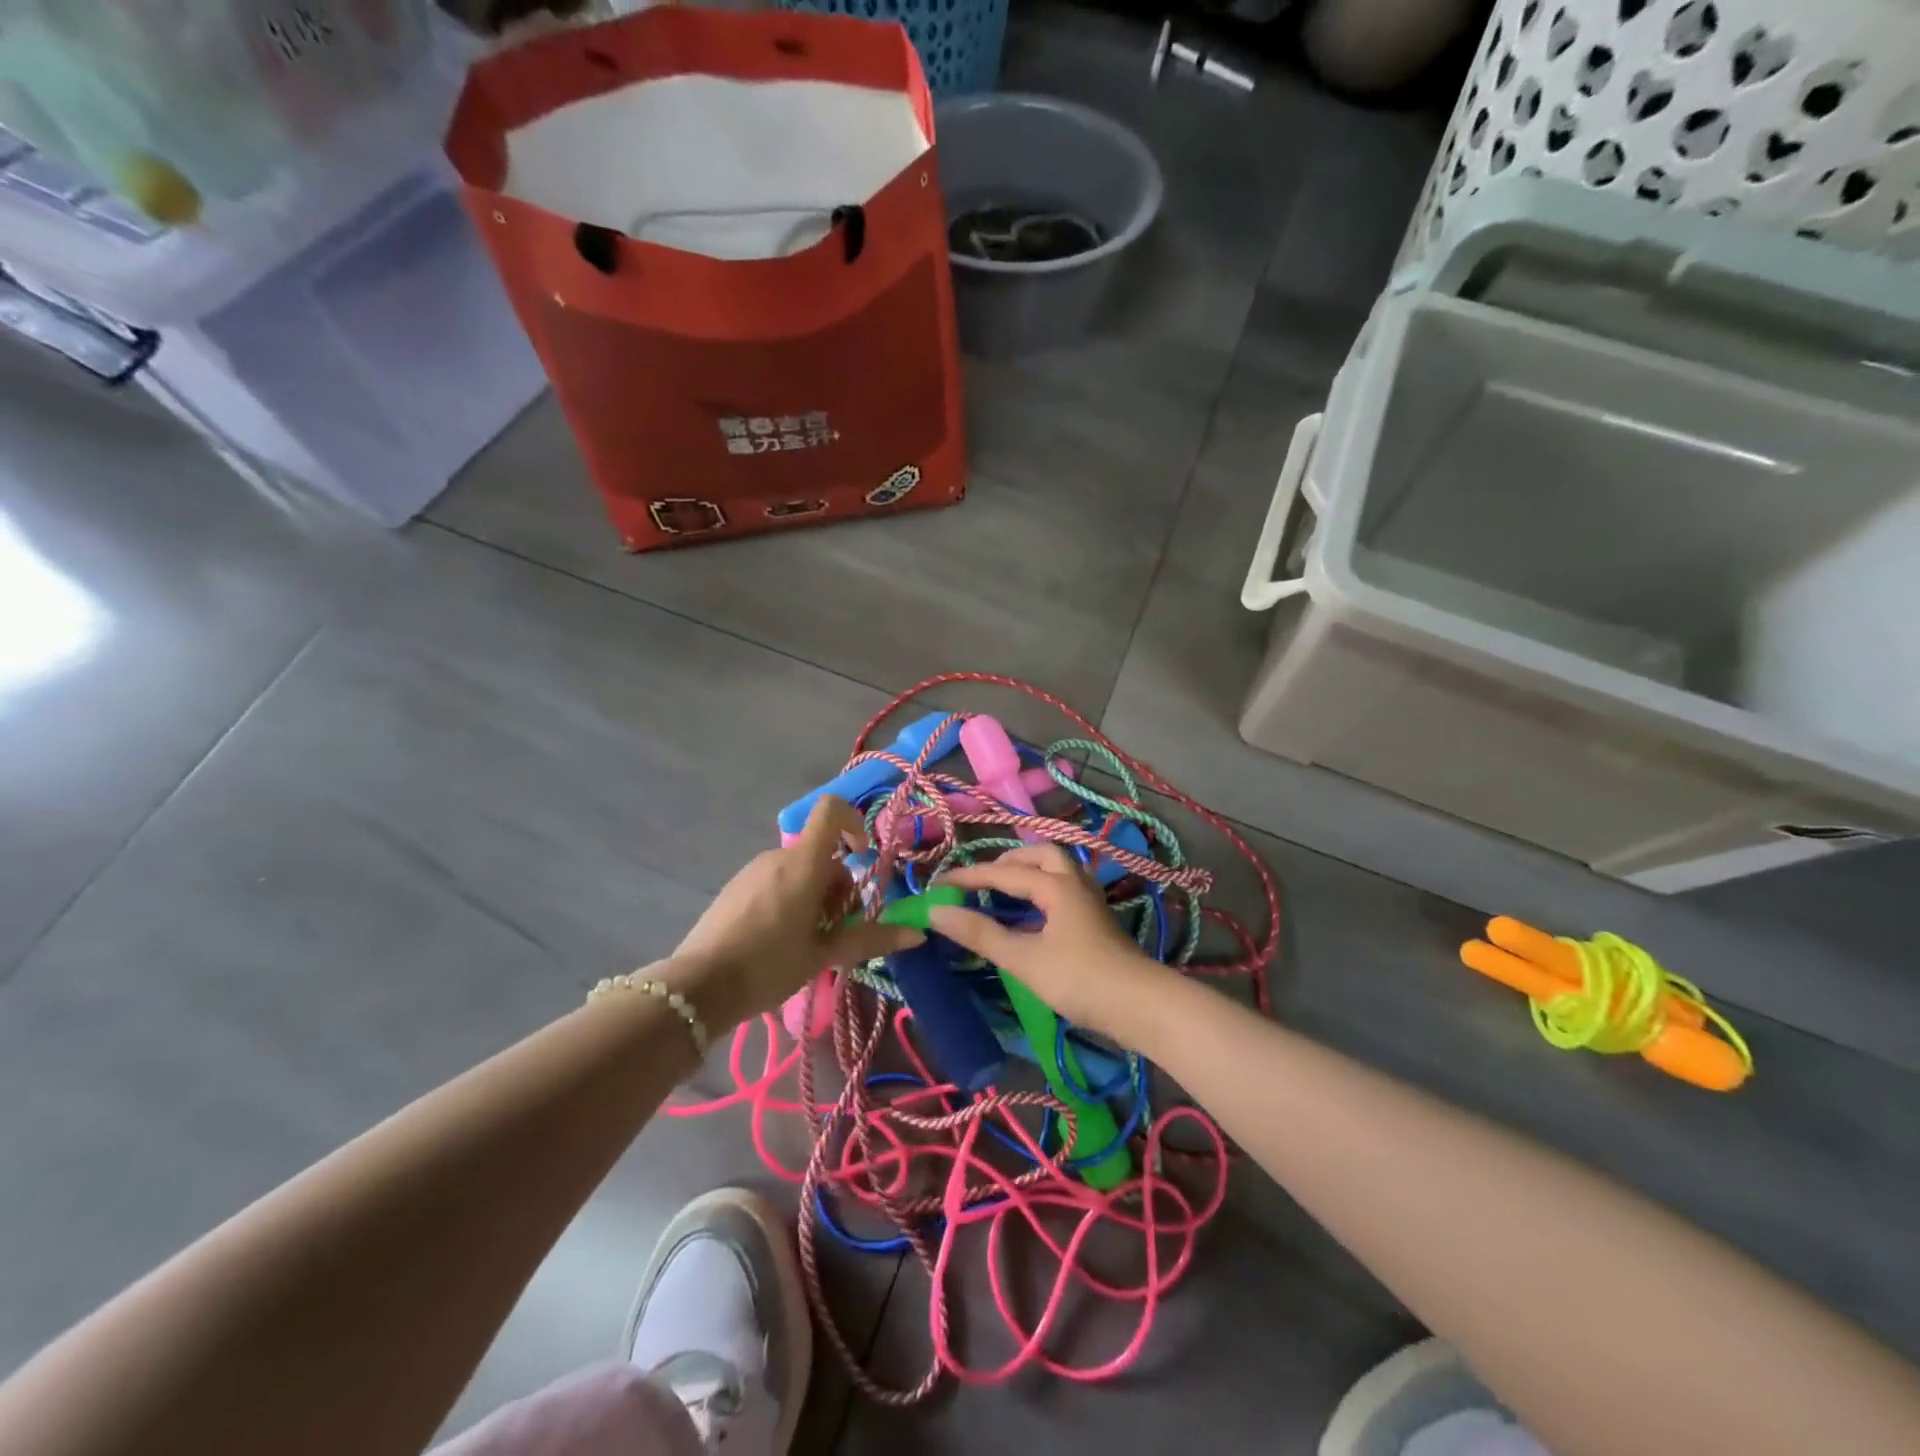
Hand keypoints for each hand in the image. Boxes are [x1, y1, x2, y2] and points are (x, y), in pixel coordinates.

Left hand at [666, 797, 921, 1029]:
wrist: (698, 988)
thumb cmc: (769, 966)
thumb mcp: (823, 955)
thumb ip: (870, 939)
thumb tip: (917, 933)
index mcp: (803, 864)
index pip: (831, 810)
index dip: (854, 822)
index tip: (863, 858)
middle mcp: (778, 857)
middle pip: (822, 853)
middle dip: (839, 886)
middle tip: (838, 930)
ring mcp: (753, 871)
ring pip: (799, 870)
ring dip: (815, 896)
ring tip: (810, 941)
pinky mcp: (736, 888)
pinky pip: (776, 881)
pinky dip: (790, 899)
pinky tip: (781, 941)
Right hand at [928, 843, 1174, 1045]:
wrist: (1139, 1006)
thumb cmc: (1079, 979)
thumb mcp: (1023, 959)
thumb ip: (980, 933)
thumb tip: (937, 912)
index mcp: (1055, 884)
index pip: (1002, 873)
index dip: (968, 877)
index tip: (936, 886)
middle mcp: (1074, 881)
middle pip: (1038, 855)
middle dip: (1005, 863)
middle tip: (979, 881)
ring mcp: (1089, 899)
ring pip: (1055, 869)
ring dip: (1026, 872)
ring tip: (1002, 892)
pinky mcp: (1095, 919)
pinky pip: (1062, 888)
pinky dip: (1040, 889)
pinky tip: (1031, 914)